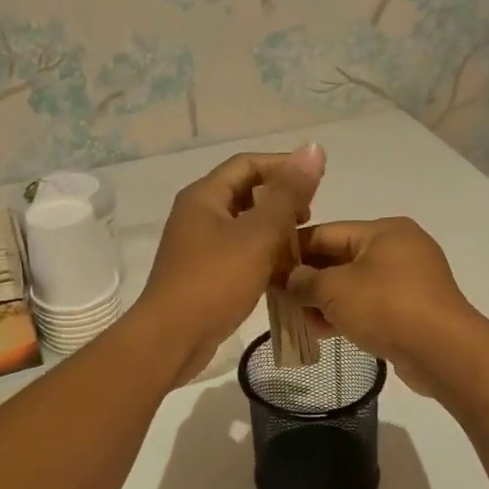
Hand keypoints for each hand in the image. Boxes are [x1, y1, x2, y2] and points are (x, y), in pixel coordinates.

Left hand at [129, 145, 324, 386]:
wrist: (171, 339)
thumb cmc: (214, 282)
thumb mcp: (258, 235)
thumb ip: (288, 194)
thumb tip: (314, 149)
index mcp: (204, 196)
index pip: (247, 164)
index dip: (283, 167)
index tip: (317, 183)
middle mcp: (196, 215)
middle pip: (244, 193)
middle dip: (279, 201)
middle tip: (309, 218)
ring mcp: (197, 246)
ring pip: (242, 226)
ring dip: (272, 231)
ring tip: (301, 247)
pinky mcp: (202, 274)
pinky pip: (237, 253)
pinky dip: (261, 256)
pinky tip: (282, 273)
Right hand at [285, 217, 488, 397]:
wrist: (444, 352)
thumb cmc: (387, 308)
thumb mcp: (335, 290)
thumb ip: (304, 281)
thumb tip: (290, 280)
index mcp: (383, 230)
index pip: (326, 232)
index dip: (293, 250)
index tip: (266, 268)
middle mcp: (399, 248)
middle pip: (340, 259)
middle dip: (308, 280)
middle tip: (278, 299)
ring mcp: (410, 279)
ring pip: (354, 285)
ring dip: (325, 302)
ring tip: (299, 322)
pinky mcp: (414, 308)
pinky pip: (371, 304)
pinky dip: (347, 314)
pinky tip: (325, 332)